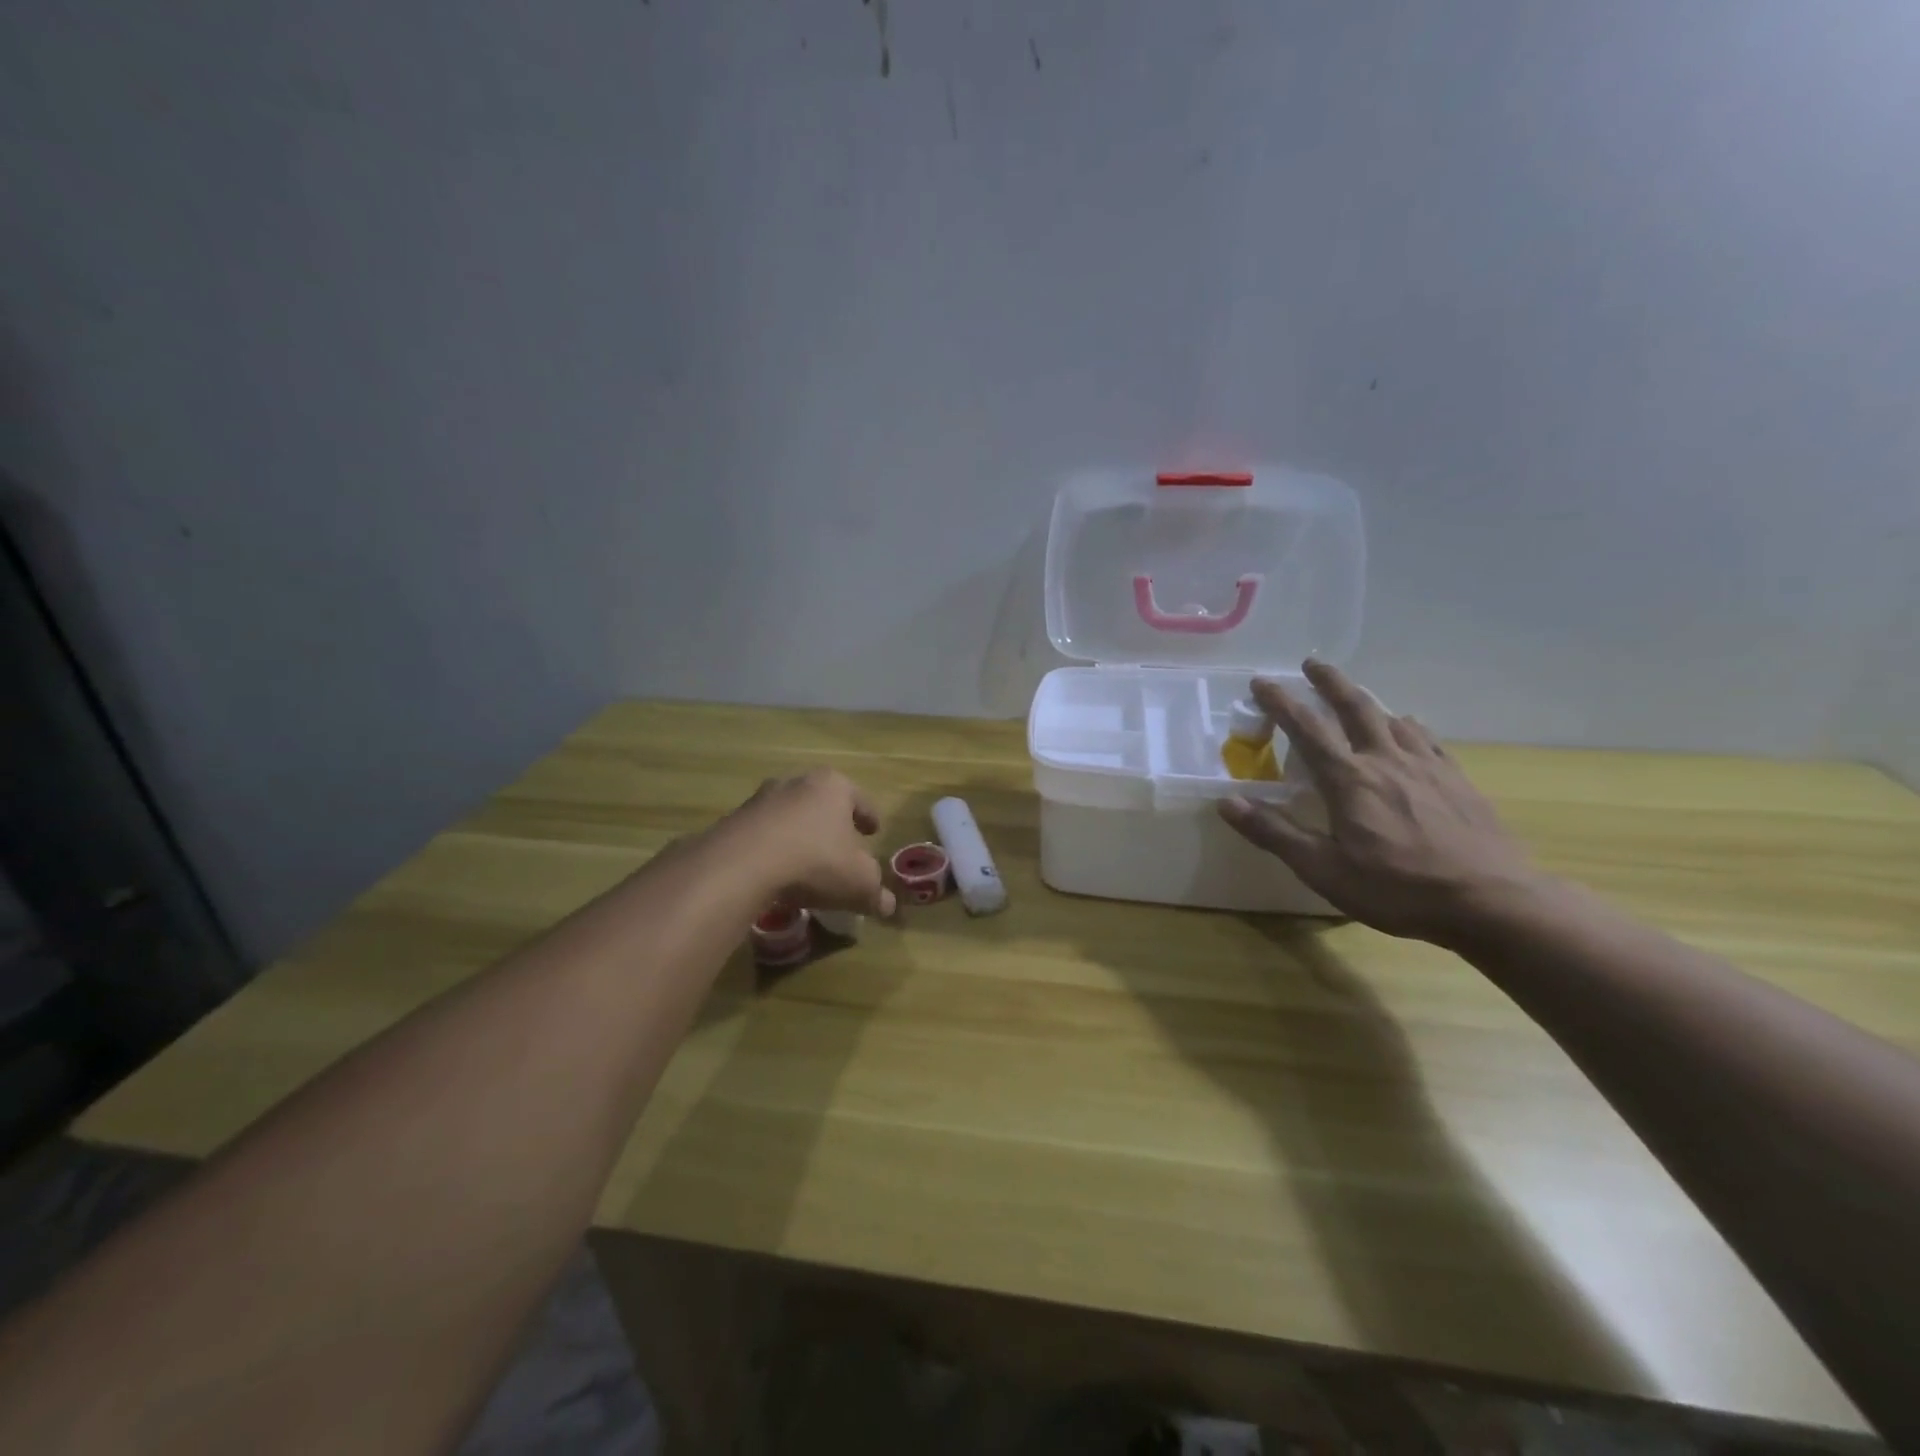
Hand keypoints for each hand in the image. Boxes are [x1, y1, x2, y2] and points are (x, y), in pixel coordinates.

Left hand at [720, 768, 896, 917]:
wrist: (743, 864)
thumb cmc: (815, 860)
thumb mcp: (858, 882)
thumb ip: (876, 893)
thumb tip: (888, 906)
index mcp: (833, 786)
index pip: (860, 798)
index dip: (869, 816)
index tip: (874, 831)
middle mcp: (797, 782)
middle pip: (822, 801)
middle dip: (832, 822)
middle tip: (841, 844)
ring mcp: (761, 799)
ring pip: (790, 815)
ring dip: (799, 833)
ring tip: (806, 860)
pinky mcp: (734, 820)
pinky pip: (763, 834)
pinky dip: (773, 848)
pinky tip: (776, 871)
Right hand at [1217, 661, 1543, 942]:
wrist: (1493, 903)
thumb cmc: (1398, 890)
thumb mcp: (1324, 870)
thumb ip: (1275, 832)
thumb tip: (1227, 802)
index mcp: (1349, 779)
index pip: (1306, 729)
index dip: (1280, 702)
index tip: (1261, 681)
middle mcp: (1386, 760)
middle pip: (1355, 707)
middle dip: (1329, 682)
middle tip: (1312, 663)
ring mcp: (1427, 767)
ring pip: (1392, 718)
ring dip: (1368, 702)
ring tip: (1356, 698)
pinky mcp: (1457, 781)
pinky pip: (1426, 740)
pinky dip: (1408, 726)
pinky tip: (1409, 729)